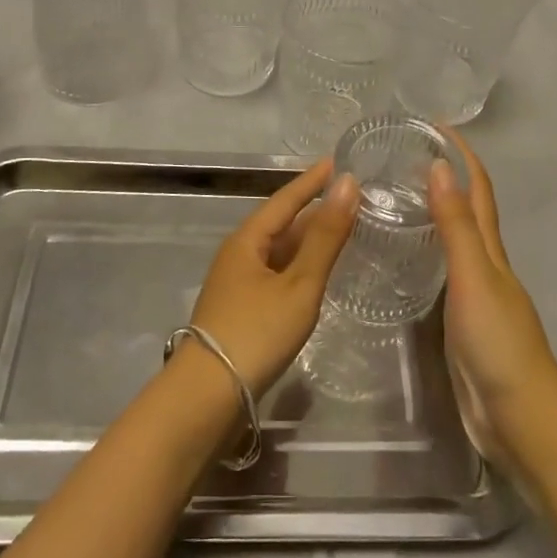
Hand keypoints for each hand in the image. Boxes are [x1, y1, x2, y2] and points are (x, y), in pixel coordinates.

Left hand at [188, 159, 359, 396]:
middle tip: (349, 197)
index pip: (285, 199)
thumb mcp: (299, 283)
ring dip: (308, 239)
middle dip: (313, 209)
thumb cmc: (256, 332)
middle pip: (281, 224)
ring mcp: (237, 284)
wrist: (207, 396)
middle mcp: (239, 255)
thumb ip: (326, 237)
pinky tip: (316, 274)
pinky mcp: (242, 310)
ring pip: (279, 251)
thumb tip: (347, 184)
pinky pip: (277, 274)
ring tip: (341, 229)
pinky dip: (300, 266)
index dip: (312, 180)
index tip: (335, 161)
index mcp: (247, 240)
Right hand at [429, 133, 556, 465]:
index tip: (435, 126)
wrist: (519, 416)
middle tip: (403, 158)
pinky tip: (404, 259)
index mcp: (491, 250)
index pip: (478, 190)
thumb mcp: (473, 276)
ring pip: (455, 242)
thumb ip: (455, 226)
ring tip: (395, 198)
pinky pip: (442, 274)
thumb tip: (440, 166)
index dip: (463, 156)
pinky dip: (427, 254)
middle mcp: (485, 265)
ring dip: (435, 214)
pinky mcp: (461, 322)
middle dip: (445, 178)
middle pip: (468, 211)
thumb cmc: (497, 341)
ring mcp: (474, 294)